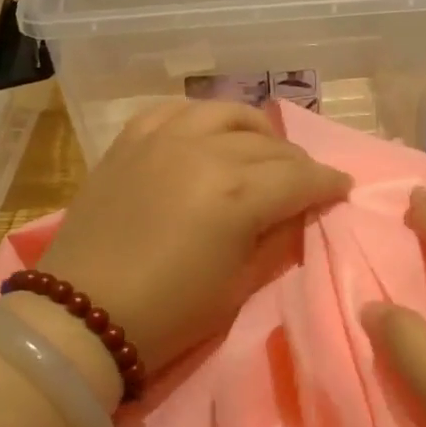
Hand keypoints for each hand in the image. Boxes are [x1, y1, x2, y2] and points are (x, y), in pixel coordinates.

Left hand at [37, 99, 350, 374]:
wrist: (83, 316)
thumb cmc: (170, 315)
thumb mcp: (238, 285)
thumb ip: (275, 239)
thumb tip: (296, 213)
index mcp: (237, 195)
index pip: (300, 177)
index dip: (328, 183)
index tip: (342, 189)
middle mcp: (204, 152)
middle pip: (269, 144)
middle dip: (297, 163)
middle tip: (305, 182)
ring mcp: (162, 139)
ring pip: (226, 113)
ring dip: (255, 131)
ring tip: (262, 151)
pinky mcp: (129, 141)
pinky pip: (175, 110)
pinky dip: (202, 119)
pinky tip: (208, 136)